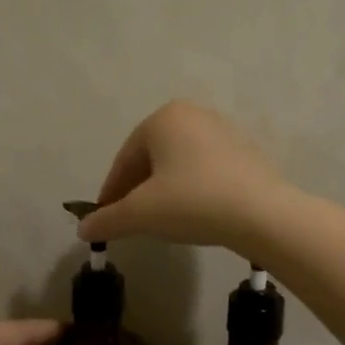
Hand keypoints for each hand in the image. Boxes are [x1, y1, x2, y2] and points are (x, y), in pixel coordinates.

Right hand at [79, 100, 294, 252]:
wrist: (262, 214)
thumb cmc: (192, 202)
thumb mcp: (141, 214)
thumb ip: (108, 219)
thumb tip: (82, 230)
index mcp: (163, 118)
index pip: (125, 159)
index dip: (112, 193)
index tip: (106, 219)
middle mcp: (193, 114)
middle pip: (152, 158)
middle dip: (138, 190)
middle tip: (133, 221)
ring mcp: (224, 130)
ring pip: (180, 164)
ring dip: (165, 190)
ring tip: (163, 220)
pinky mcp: (246, 151)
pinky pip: (206, 170)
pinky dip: (193, 189)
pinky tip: (195, 214)